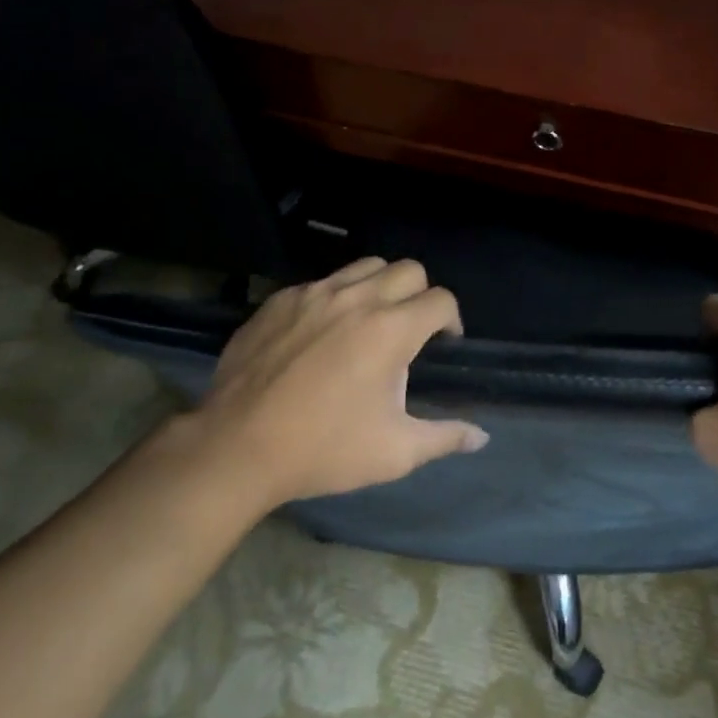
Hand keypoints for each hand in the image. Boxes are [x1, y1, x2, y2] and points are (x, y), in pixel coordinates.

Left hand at [192, 257, 487, 508]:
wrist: (236, 447)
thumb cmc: (323, 450)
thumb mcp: (393, 452)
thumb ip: (444, 437)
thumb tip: (481, 436)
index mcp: (391, 330)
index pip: (441, 300)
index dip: (451, 320)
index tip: (443, 344)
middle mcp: (358, 298)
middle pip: (409, 270)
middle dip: (420, 294)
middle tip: (410, 329)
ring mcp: (315, 294)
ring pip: (365, 266)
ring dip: (380, 286)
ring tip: (370, 321)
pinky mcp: (281, 299)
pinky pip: (322, 282)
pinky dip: (336, 297)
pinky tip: (322, 333)